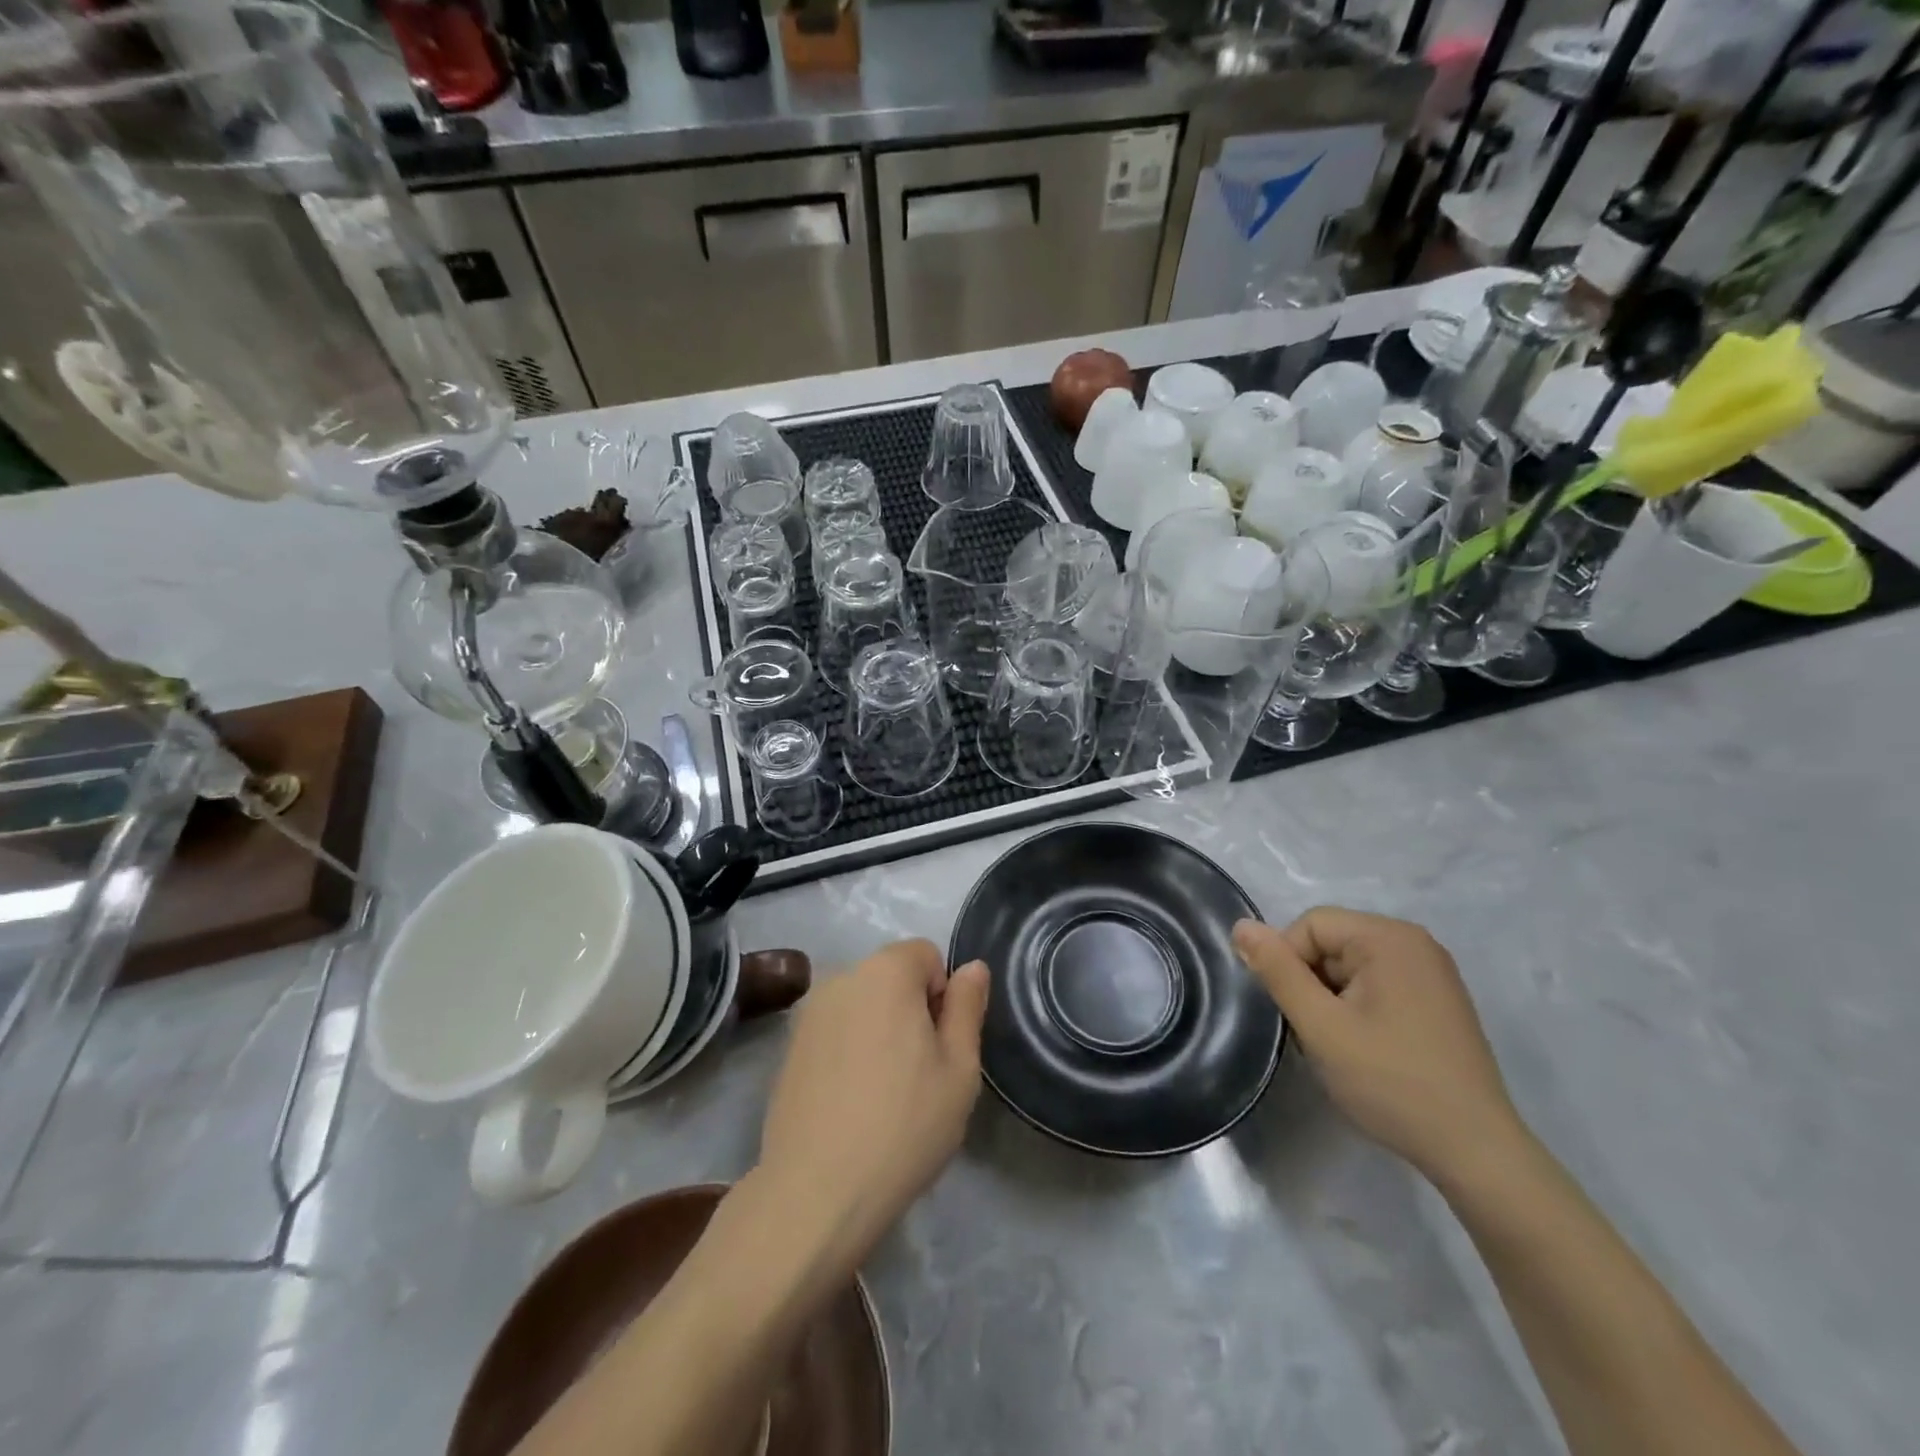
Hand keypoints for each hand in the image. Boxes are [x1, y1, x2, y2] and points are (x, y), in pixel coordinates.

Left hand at [757, 940, 988, 1265]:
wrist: (816, 1193)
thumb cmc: (904, 1126)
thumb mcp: (960, 1069)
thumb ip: (967, 1007)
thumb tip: (972, 968)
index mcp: (885, 972)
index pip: (926, 954)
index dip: (942, 995)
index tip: (941, 1046)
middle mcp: (841, 978)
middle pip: (891, 977)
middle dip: (910, 1010)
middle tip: (919, 1074)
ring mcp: (807, 1014)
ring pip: (862, 1006)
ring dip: (879, 1030)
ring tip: (883, 1094)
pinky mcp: (787, 1049)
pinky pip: (834, 1033)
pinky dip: (848, 1053)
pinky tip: (850, 1105)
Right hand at [1234, 909, 1522, 1182]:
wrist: (1477, 1152)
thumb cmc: (1392, 1082)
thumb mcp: (1321, 1026)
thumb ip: (1277, 971)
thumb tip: (1241, 926)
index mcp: (1389, 937)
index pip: (1310, 925)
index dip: (1288, 964)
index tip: (1297, 1014)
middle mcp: (1415, 942)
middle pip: (1331, 943)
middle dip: (1311, 983)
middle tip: (1318, 1035)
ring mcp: (1431, 972)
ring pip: (1350, 967)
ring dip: (1332, 999)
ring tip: (1342, 1046)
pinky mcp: (1438, 1000)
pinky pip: (1377, 984)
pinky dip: (1358, 1009)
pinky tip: (1366, 1049)